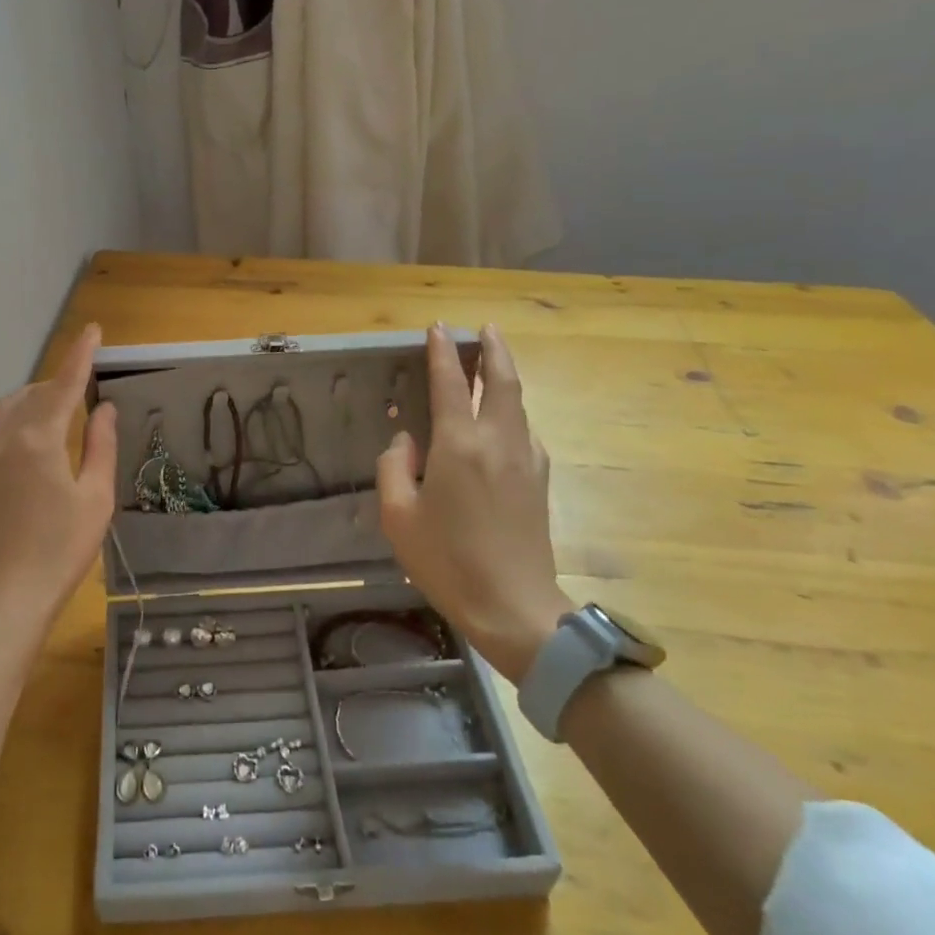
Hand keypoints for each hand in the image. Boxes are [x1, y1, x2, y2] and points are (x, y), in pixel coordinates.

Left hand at [0, 324, 117, 639]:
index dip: (80, 355)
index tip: (93, 330)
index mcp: (39, 437)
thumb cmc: (62, 548)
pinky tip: (15, 440)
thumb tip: (103, 408)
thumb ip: (101, 446)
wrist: (7, 595)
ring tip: (53, 413)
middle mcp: (4, 437)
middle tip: (83, 393)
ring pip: (4, 409)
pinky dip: (4, 425)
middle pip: (32, 393)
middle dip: (57, 383)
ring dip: (30, 400)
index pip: (63, 384)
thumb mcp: (96, 497)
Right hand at [376, 324, 574, 682]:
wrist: (513, 606)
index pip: (451, 384)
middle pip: (502, 381)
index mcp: (459, 445)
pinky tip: (502, 421)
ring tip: (492, 365)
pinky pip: (524, 430)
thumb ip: (394, 466)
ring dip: (505, 377)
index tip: (437, 329)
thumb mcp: (399, 516)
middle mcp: (498, 441)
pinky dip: (512, 411)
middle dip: (493, 349)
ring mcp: (526, 459)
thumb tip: (406, 440)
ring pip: (519, 403)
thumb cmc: (446, 561)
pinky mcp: (540, 480)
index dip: (443, 353)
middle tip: (485, 328)